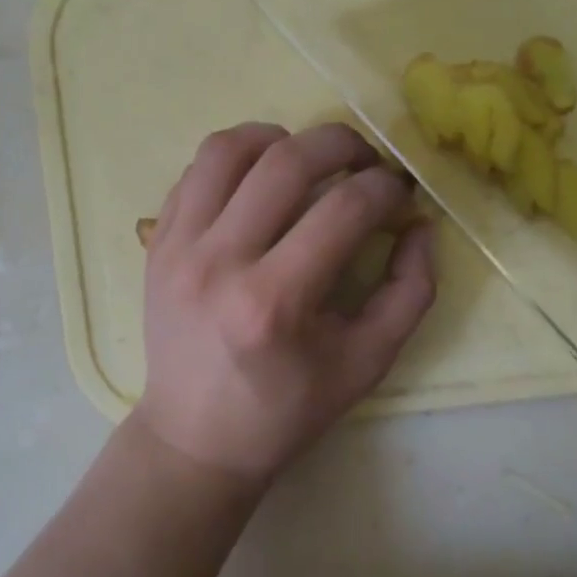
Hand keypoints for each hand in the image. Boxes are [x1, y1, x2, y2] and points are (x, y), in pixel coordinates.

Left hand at [133, 123, 435, 486]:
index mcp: (275, 302)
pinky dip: (236, 158)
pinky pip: (196, 170)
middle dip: (342, 143)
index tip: (399, 193)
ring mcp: (178, 247)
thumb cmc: (287, 409)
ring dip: (280, 138)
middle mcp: (219, 262)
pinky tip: (260, 181)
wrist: (195, 438)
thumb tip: (419, 223)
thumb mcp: (367, 363)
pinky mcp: (157, 242)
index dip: (385, 188)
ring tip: (307, 159)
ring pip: (228, 148)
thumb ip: (410, 291)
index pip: (344, 209)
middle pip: (287, 161)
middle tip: (365, 160)